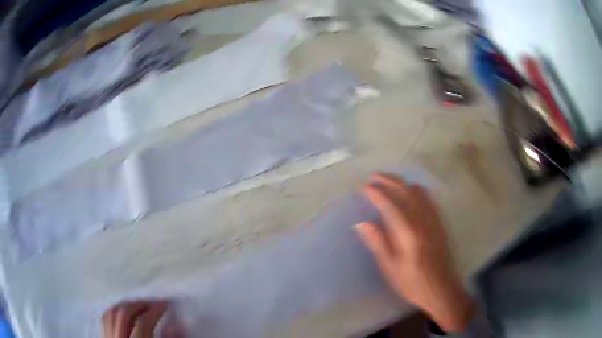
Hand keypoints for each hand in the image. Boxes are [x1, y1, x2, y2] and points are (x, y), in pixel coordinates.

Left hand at [102, 301, 166, 337]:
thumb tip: (173, 325)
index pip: (142, 324)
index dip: (155, 311)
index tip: (166, 303)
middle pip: (123, 314)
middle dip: (139, 304)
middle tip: (154, 302)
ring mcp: (106, 336)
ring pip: (110, 313)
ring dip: (126, 304)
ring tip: (140, 304)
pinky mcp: (102, 335)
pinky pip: (104, 318)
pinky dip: (114, 310)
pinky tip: (123, 310)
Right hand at [356, 173, 474, 331]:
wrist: (441, 289)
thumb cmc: (413, 282)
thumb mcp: (391, 268)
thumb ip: (378, 243)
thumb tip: (362, 223)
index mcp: (408, 233)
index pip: (390, 205)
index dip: (377, 194)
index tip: (364, 187)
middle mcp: (422, 221)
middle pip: (405, 192)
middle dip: (389, 181)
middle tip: (374, 177)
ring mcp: (433, 220)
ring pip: (418, 193)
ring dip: (402, 182)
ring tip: (389, 180)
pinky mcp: (440, 223)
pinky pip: (430, 199)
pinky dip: (418, 190)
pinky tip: (414, 190)